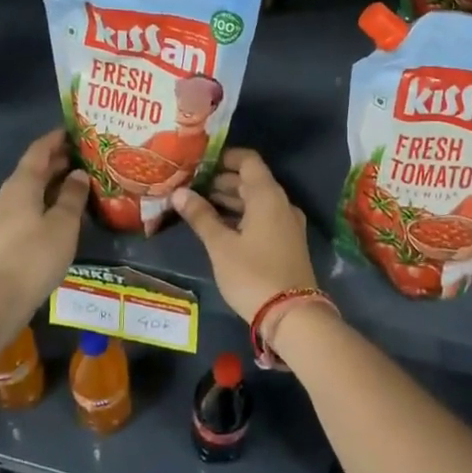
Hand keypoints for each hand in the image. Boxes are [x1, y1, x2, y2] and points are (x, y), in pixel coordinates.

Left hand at [0, 129, 89, 325]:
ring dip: (53, 183)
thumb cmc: (34, 256)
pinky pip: (27, 207)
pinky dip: (45, 201)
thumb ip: (73, 196)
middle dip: (58, 161)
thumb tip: (79, 174)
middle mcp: (8, 194)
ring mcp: (2, 216)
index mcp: (22, 184)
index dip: (56, 138)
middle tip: (86, 157)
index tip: (77, 131)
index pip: (39, 150)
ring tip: (80, 183)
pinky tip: (62, 212)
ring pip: (30, 189)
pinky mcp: (3, 236)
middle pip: (33, 169)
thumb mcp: (63, 224)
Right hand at [170, 148, 316, 320]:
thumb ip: (200, 216)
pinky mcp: (288, 242)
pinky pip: (263, 217)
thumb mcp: (220, 246)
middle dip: (222, 180)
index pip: (248, 160)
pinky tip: (221, 226)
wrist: (292, 315)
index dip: (224, 157)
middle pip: (252, 180)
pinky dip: (242, 215)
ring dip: (231, 199)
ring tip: (200, 205)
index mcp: (267, 195)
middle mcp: (281, 203)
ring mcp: (287, 223)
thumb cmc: (252, 274)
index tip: (200, 163)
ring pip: (257, 200)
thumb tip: (179, 192)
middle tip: (192, 186)